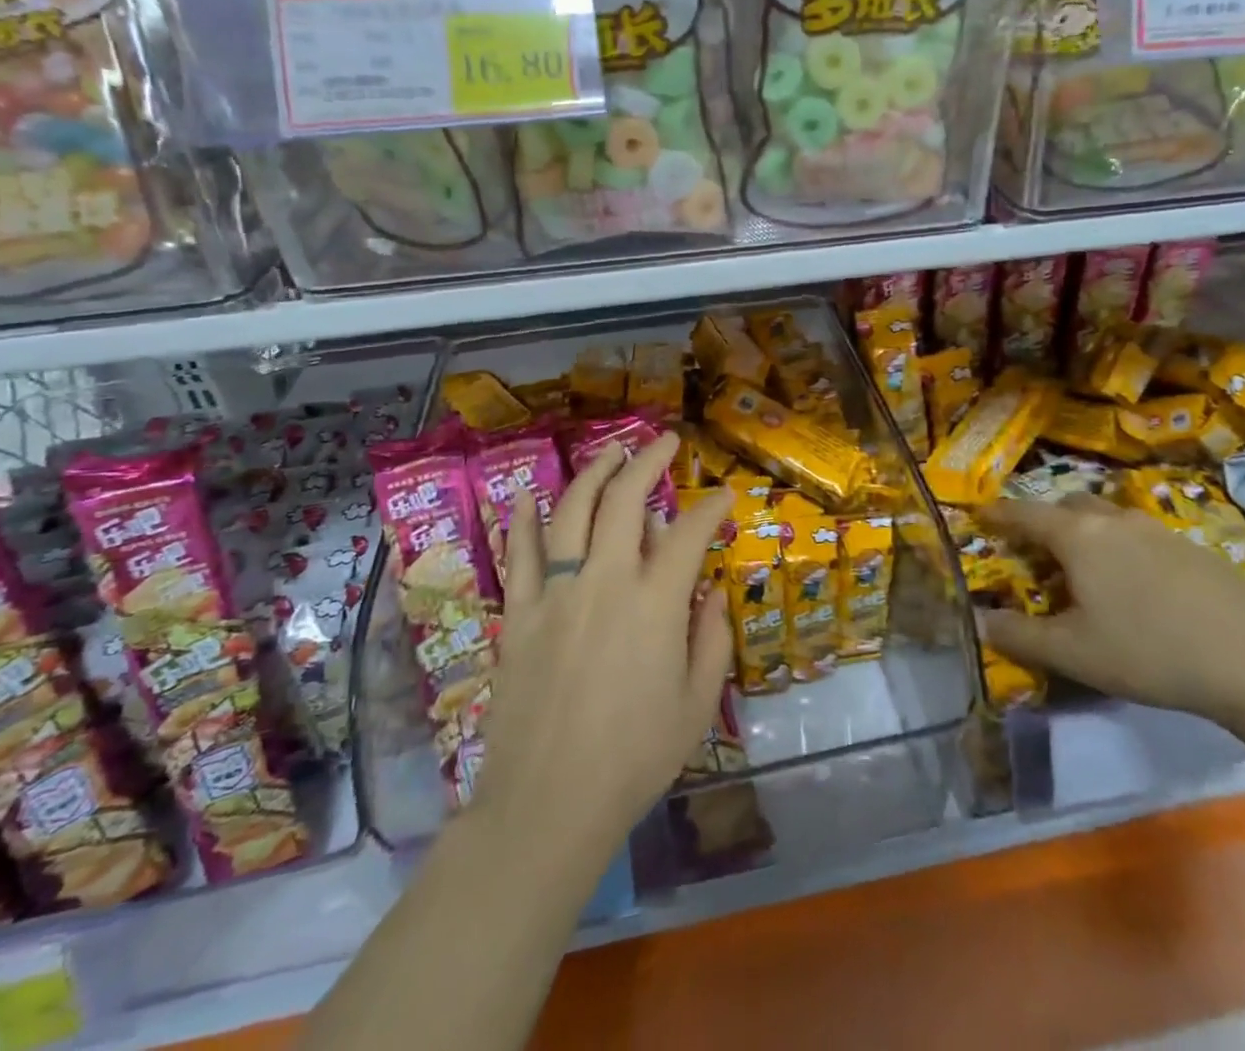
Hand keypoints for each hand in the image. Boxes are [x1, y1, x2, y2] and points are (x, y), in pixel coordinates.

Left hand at [472, 435, 733, 859]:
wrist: (548, 803)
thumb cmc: (635, 758)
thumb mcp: (697, 704)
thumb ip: (711, 639)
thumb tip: (710, 593)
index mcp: (655, 602)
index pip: (689, 531)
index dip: (711, 506)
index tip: (723, 495)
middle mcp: (605, 581)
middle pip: (625, 499)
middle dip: (649, 461)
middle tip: (664, 440)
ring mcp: (556, 592)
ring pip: (572, 511)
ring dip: (594, 473)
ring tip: (612, 452)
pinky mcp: (521, 614)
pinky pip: (520, 555)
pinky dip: (523, 520)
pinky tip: (527, 495)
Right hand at [976, 495, 1244, 721]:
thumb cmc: (1148, 651)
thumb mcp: (1072, 653)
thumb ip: (1019, 636)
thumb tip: (978, 621)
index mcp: (1078, 536)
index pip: (1025, 514)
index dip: (998, 514)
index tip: (980, 514)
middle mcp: (1114, 520)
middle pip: (1068, 506)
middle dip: (1045, 521)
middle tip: (1036, 550)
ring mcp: (1157, 529)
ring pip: (1107, 518)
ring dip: (1086, 532)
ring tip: (1086, 568)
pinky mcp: (1192, 547)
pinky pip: (1140, 534)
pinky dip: (1122, 547)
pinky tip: (1136, 585)